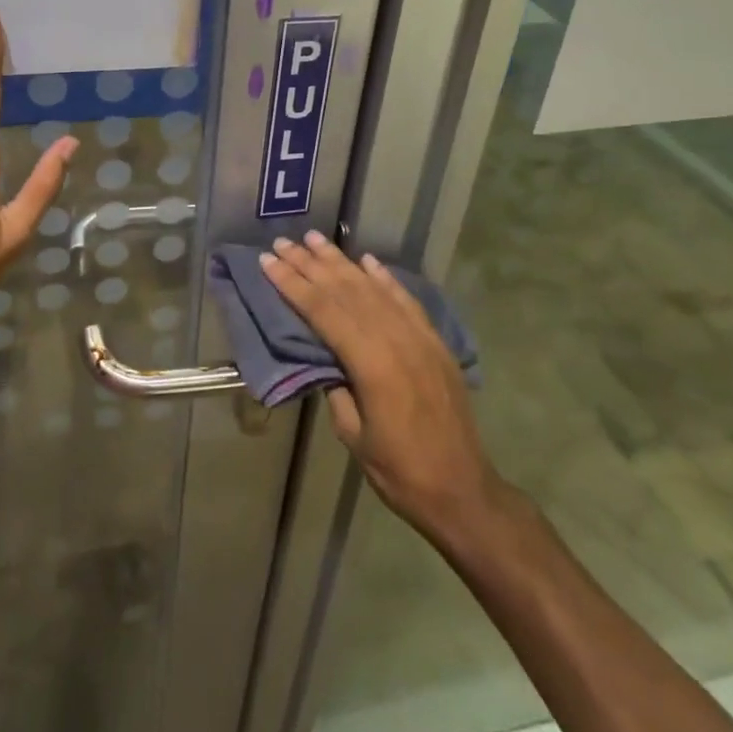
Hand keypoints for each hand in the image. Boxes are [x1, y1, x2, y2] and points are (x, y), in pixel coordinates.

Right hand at [259, 232, 506, 542]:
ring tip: (316, 239)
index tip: (268, 261)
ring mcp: (419, 338)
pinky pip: (406, 300)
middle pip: (345, 291)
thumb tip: (324, 359)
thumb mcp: (353, 434)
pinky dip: (384, 278)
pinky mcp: (435, 343)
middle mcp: (396, 340)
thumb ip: (336, 389)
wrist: (463, 491)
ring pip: (373, 288)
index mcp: (371, 364)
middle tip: (284, 242)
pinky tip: (367, 261)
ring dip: (342, 262)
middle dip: (310, 264)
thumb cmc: (400, 471)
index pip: (323, 311)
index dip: (293, 284)